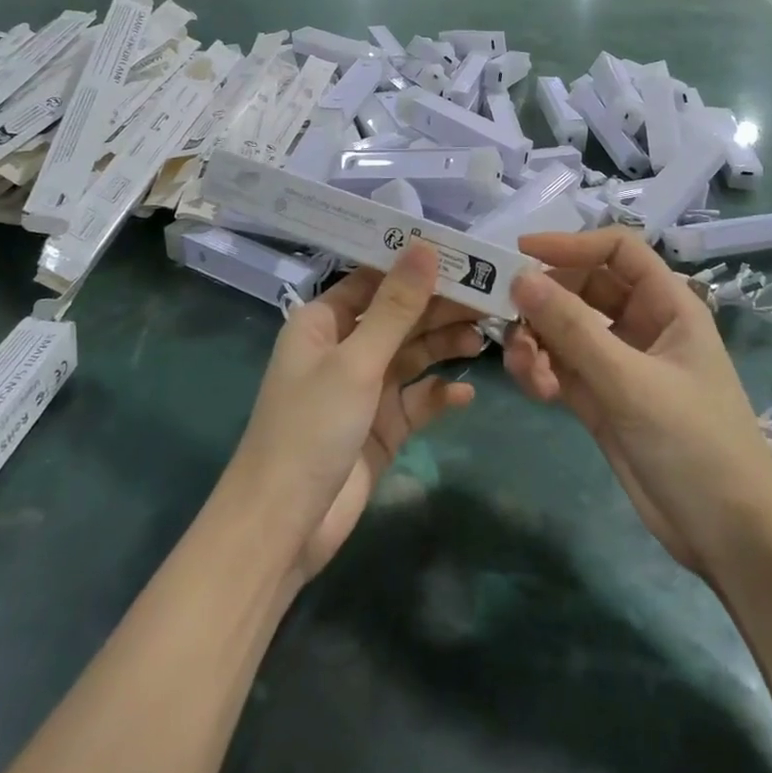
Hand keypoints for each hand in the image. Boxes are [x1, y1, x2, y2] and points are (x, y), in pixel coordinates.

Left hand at [225, 242, 482, 582]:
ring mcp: (364, 389)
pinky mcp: (382, 427)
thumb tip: (425, 246)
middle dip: (439, 307)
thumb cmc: (311, 427)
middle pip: (399, 316)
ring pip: (412, 355)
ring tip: (483, 339)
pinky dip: (439, 395)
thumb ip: (396, 307)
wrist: (284, 526)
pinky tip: (466, 394)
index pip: (374, 279)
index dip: (415, 266)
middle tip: (488, 299)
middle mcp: (344, 348)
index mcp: (324, 322)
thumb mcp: (356, 362)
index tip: (462, 255)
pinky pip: (417, 400)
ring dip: (444, 346)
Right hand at [503, 229, 771, 579]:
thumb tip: (520, 278)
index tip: (521, 253)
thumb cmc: (695, 444)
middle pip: (582, 288)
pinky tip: (535, 390)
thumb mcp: (630, 382)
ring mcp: (620, 364)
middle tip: (504, 314)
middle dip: (544, 299)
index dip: (571, 244)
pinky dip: (541, 371)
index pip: (617, 251)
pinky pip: (561, 367)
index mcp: (667, 305)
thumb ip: (572, 329)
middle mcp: (642, 326)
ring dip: (537, 340)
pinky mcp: (602, 400)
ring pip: (565, 330)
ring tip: (522, 366)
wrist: (730, 540)